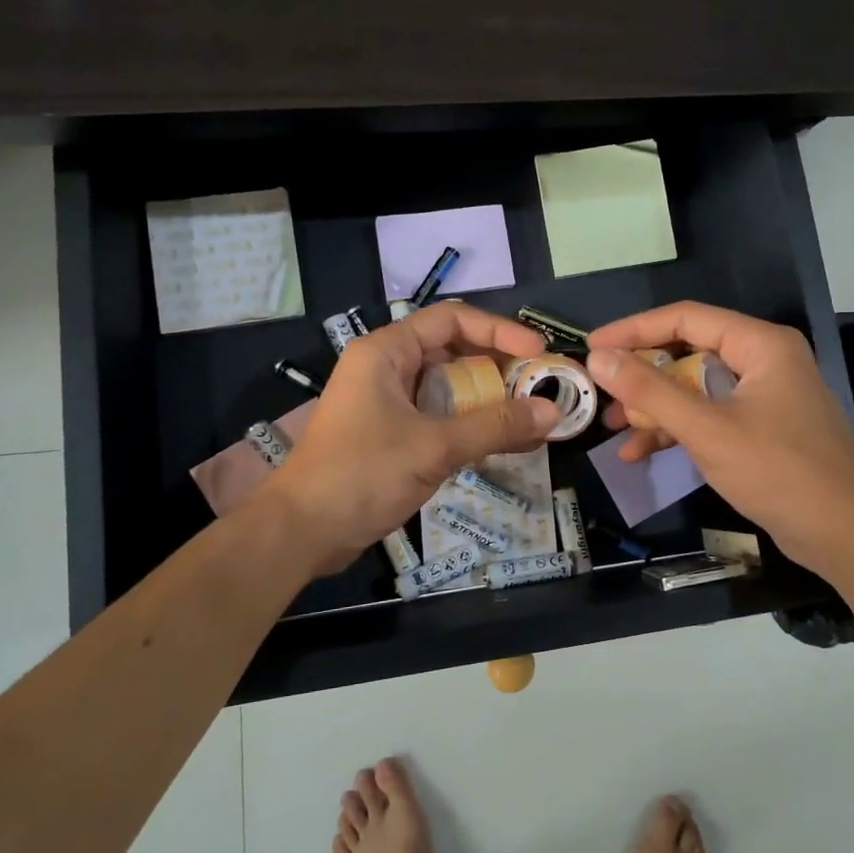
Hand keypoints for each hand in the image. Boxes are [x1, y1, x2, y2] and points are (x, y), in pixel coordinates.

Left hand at [266, 303, 558, 574]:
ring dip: (490, 399)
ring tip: (533, 414)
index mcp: (386, 352)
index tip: (537, 352)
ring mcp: (388, 403)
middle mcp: (387, 368)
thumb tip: (551, 413)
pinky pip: (441, 418)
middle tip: (540, 386)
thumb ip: (494, 426)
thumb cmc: (361, 474)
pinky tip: (507, 441)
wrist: (302, 532)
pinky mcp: (393, 435)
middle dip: (499, 367)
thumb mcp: (433, 446)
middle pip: (453, 351)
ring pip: (450, 387)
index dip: (498, 331)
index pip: (451, 320)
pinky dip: (473, 425)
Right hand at [587, 302, 853, 573]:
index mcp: (759, 344)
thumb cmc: (779, 470)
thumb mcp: (707, 429)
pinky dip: (677, 431)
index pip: (686, 318)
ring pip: (695, 388)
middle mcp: (762, 361)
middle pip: (688, 352)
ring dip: (654, 407)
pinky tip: (640, 453)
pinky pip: (708, 417)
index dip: (634, 330)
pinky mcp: (760, 429)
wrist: (847, 536)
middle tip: (599, 389)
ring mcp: (762, 397)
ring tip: (612, 427)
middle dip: (642, 374)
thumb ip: (650, 391)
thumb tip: (598, 357)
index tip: (592, 347)